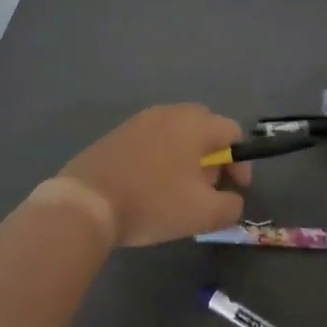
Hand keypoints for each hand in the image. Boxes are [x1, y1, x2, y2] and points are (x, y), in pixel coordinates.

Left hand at [58, 105, 252, 246]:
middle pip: (204, 128)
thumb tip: (232, 199)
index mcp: (195, 123)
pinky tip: (149, 186)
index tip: (235, 189)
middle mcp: (170, 112)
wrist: (86, 202)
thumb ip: (230, 205)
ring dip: (186, 158)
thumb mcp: (203, 214)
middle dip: (212, 158)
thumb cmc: (152, 202)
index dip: (240, 161)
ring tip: (177, 191)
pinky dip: (160, 158)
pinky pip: (152, 140)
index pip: (233, 131)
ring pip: (177, 134)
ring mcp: (140, 120)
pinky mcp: (118, 133)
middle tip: (205, 188)